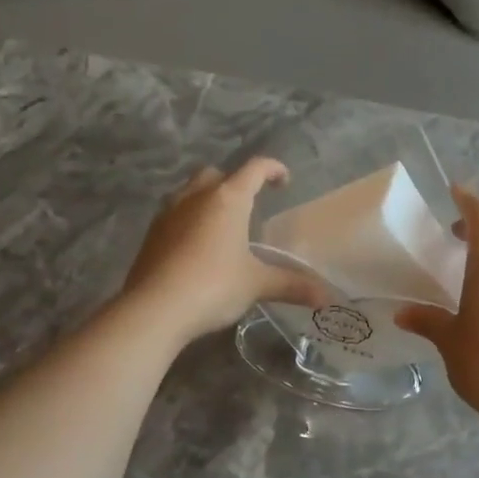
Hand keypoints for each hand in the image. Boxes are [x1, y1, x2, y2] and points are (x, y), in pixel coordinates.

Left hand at [121, 158, 328, 345]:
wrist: (155, 308)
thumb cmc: (214, 286)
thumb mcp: (257, 284)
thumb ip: (291, 285)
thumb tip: (327, 297)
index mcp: (228, 199)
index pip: (254, 169)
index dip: (272, 169)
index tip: (284, 180)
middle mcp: (196, 197)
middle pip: (217, 175)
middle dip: (234, 183)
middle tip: (249, 205)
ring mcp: (168, 213)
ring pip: (191, 192)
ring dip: (208, 200)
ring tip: (223, 226)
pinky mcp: (151, 235)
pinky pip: (175, 215)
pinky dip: (190, 221)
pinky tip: (197, 248)